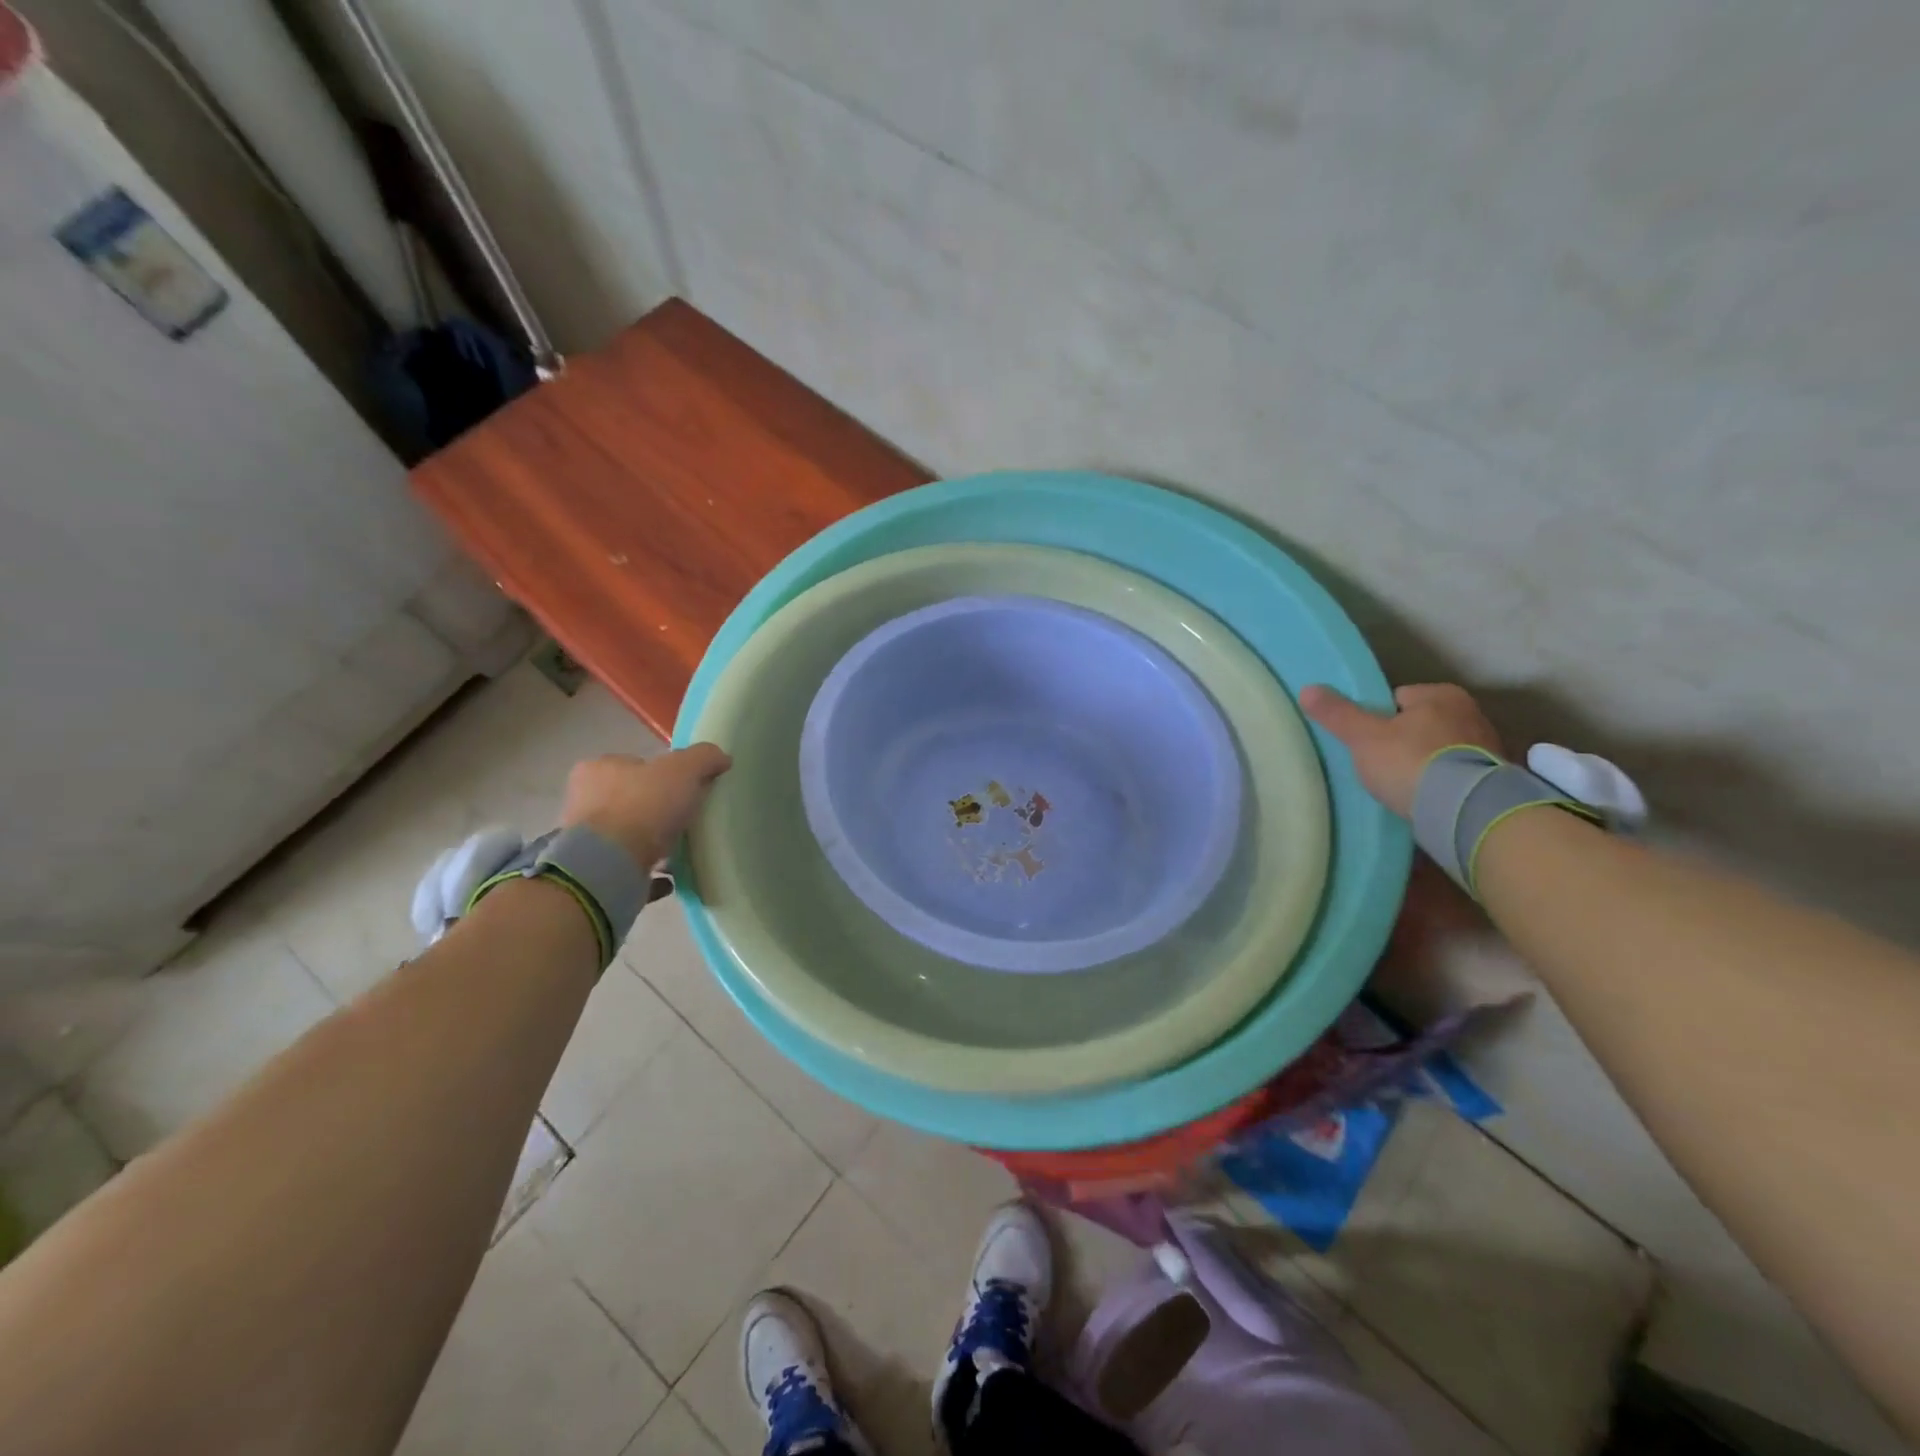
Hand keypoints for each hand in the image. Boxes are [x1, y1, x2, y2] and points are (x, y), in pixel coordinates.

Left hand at [560, 744, 731, 869]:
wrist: (610, 866)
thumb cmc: (642, 806)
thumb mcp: (682, 770)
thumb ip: (704, 758)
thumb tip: (721, 758)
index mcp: (598, 769)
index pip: (634, 764)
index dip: (661, 773)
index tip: (685, 787)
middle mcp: (585, 802)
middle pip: (631, 800)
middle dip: (657, 809)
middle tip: (686, 817)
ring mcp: (587, 841)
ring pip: (628, 835)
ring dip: (653, 842)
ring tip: (683, 848)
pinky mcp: (596, 872)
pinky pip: (630, 868)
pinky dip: (651, 871)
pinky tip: (671, 876)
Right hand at [1300, 683, 1502, 818]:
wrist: (1465, 811)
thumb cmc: (1411, 762)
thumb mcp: (1364, 737)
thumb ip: (1337, 714)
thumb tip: (1308, 689)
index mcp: (1442, 695)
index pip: (1397, 698)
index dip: (1376, 718)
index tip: (1364, 741)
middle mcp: (1471, 714)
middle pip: (1420, 724)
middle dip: (1401, 740)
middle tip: (1378, 764)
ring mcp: (1487, 748)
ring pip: (1439, 750)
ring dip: (1423, 764)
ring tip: (1400, 785)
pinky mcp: (1492, 779)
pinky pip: (1454, 775)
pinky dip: (1439, 783)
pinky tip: (1423, 798)